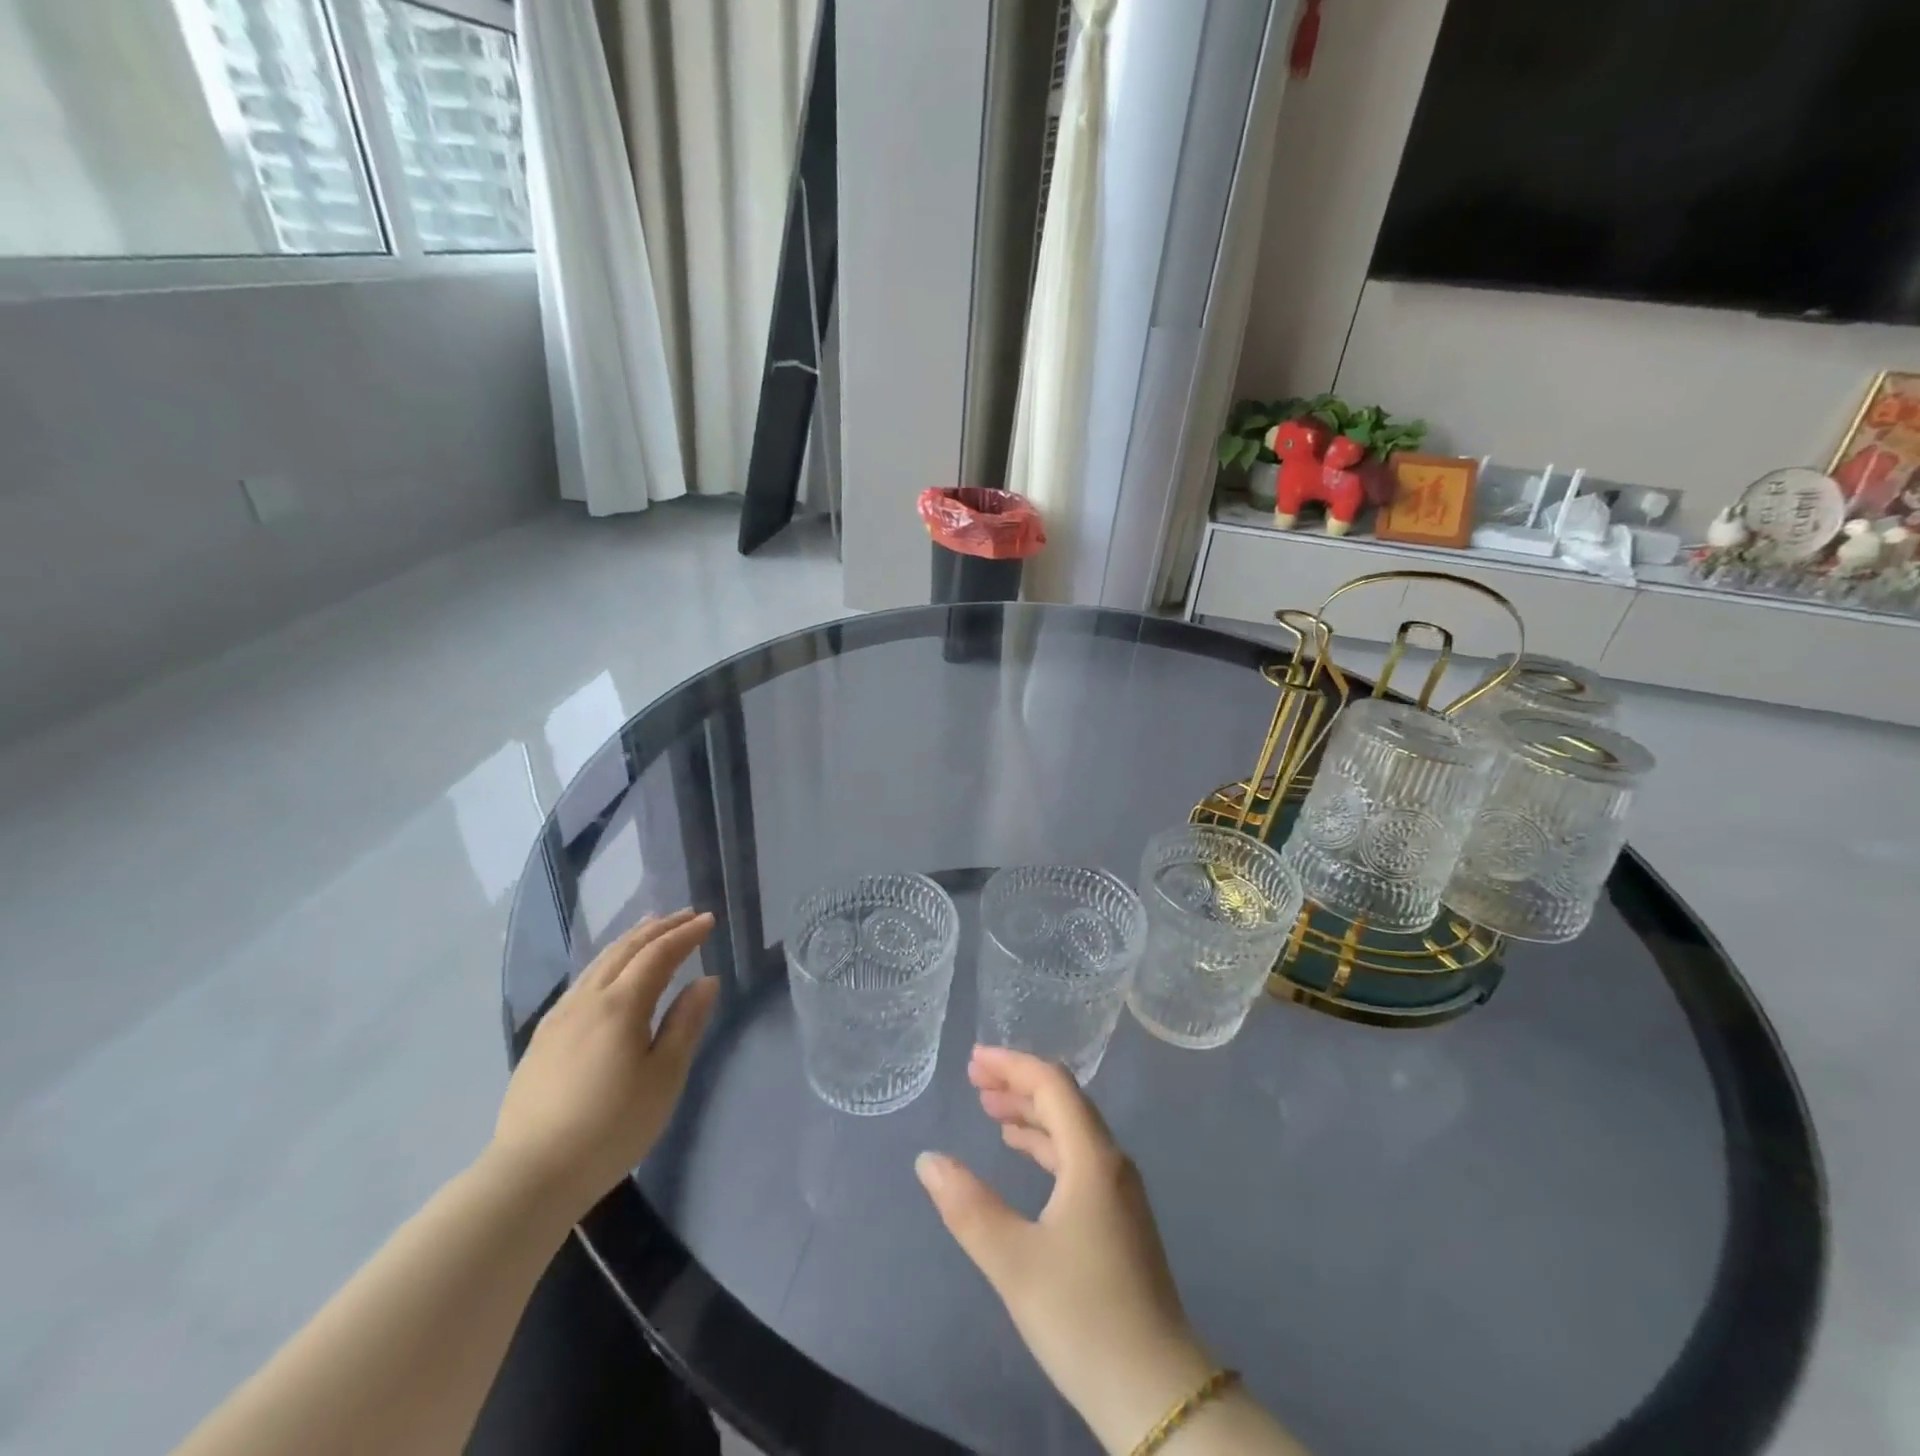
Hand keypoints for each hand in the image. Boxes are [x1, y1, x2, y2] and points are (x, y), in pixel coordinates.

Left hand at [491, 910, 717, 1219]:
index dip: (685, 934)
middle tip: (685, 914)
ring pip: (599, 962)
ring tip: (650, 927)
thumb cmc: (611, 1128)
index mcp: (620, 1006)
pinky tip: (610, 970)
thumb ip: (686, 1024)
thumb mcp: (663, 1078)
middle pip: (626, 949)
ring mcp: (559, 1017)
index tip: (708, 920)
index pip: (658, 955)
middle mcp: (587, 999)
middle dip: (659, 928)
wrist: (531, 1174)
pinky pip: (582, 981)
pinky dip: (607, 961)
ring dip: (630, 940)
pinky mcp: (543, 1037)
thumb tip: (706, 981)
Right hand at [916, 1047, 1216, 1453]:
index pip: (1052, 1084)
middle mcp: (1110, 1161)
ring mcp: (1119, 1190)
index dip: (1012, 1065)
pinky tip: (1023, 1154)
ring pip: (1072, 1129)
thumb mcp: (1014, 1261)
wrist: (1157, 1392)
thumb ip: (968, 1206)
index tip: (973, 1061)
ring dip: (1031, 1113)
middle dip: (1018, 1083)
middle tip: (974, 1080)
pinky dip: (1045, 1143)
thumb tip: (928, 1159)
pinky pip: (1077, 1157)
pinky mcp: (1119, 1217)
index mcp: (1092, 1157)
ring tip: (991, 1110)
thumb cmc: (1083, 1316)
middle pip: (1064, 1100)